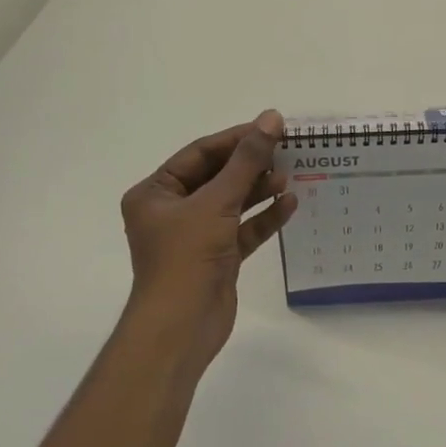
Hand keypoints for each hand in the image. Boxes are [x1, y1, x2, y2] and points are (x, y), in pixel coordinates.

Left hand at [119, 111, 297, 377]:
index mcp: (156, 193)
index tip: (271, 127)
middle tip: (286, 150)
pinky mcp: (217, 257)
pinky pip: (243, 228)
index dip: (235, 139)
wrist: (181, 328)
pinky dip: (264, 217)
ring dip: (259, 189)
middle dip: (250, 165)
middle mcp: (172, 211)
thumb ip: (247, 160)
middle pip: (217, 176)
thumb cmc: (187, 257)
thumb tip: (271, 118)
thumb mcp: (217, 201)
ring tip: (290, 176)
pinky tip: (289, 203)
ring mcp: (195, 235)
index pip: (199, 154)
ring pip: (232, 202)